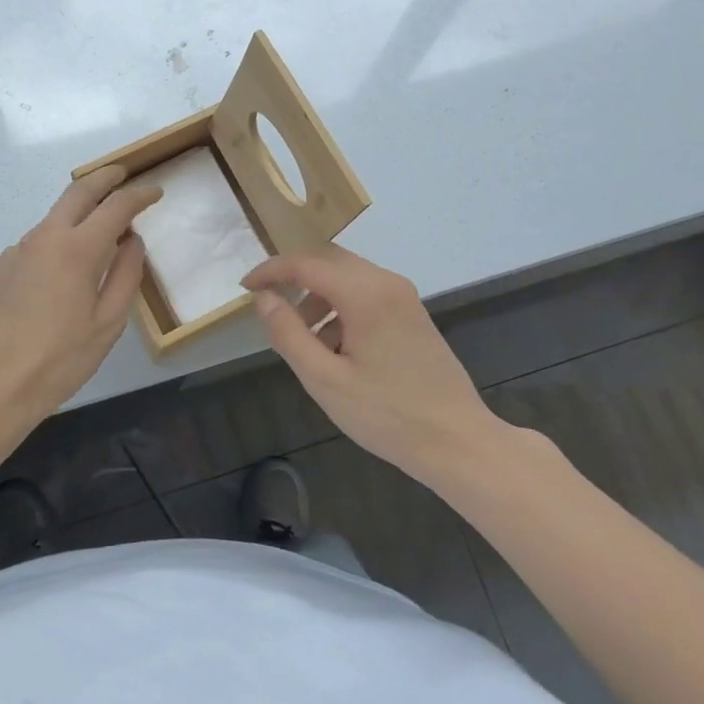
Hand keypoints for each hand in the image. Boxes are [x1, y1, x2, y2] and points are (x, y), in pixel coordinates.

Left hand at [0, 166, 160, 432]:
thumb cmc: (57, 361)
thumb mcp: (107, 325)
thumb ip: (125, 276)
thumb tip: (132, 243)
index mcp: (78, 249)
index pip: (116, 206)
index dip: (139, 195)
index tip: (155, 191)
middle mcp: (44, 238)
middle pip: (78, 191)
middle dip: (104, 177)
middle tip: (122, 174)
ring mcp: (15, 251)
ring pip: (52, 219)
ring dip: (77, 213)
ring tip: (94, 232)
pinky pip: (33, 246)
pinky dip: (53, 246)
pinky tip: (56, 276)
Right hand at [244, 245, 507, 487]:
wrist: (458, 442)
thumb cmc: (388, 415)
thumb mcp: (325, 380)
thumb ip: (288, 333)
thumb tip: (263, 298)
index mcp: (365, 294)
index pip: (306, 264)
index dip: (271, 271)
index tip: (245, 287)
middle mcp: (386, 282)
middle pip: (328, 261)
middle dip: (294, 280)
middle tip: (269, 308)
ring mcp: (403, 296)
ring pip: (346, 276)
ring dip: (317, 297)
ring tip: (303, 340)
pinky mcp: (411, 312)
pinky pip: (365, 293)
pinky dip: (340, 307)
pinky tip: (335, 348)